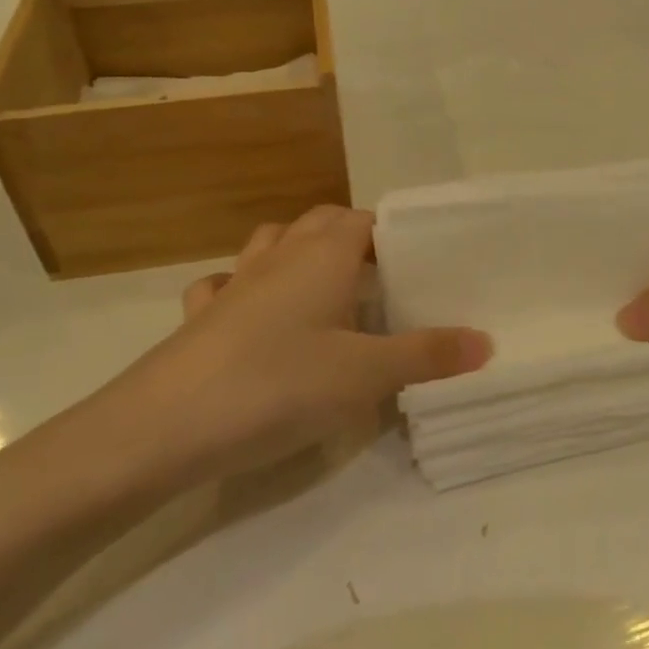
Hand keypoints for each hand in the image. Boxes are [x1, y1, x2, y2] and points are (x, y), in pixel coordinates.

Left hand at [97, 206, 490, 485]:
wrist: (161, 428)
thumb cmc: (277, 386)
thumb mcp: (365, 375)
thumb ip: (427, 355)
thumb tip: (486, 342)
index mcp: (323, 255)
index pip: (367, 220)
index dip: (396, 233)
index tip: (424, 261)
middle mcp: (280, 256)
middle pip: (323, 222)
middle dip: (355, 239)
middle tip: (386, 278)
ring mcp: (235, 282)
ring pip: (274, 242)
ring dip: (301, 253)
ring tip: (327, 288)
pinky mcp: (200, 316)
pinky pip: (228, 284)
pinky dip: (247, 288)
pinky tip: (254, 315)